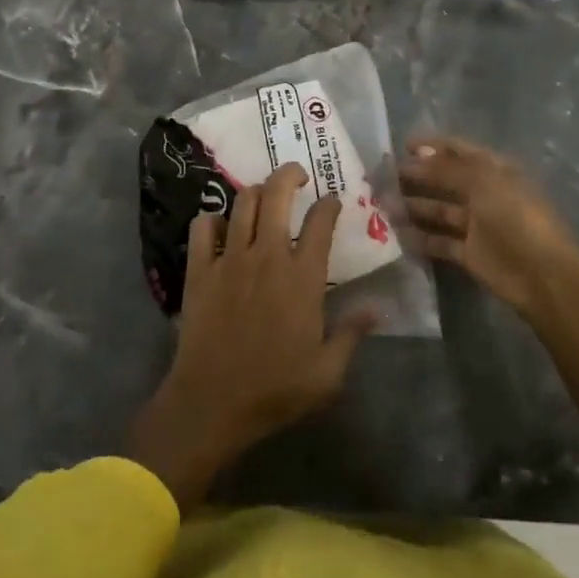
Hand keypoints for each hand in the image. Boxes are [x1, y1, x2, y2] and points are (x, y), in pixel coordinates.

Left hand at [127, 163, 375, 511]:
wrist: (213, 402)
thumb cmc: (275, 389)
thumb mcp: (328, 373)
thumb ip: (352, 334)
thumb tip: (379, 308)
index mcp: (302, 278)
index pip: (321, 223)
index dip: (329, 204)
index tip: (332, 202)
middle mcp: (267, 256)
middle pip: (277, 194)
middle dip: (290, 174)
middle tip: (298, 176)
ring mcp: (230, 259)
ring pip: (243, 203)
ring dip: (257, 191)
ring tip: (265, 195)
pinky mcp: (200, 269)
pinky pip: (202, 226)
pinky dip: (212, 219)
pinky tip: (221, 227)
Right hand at [399, 134, 578, 316]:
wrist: (542, 274)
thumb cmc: (515, 216)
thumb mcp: (482, 182)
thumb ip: (446, 168)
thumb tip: (416, 156)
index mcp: (493, 170)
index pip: (458, 150)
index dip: (431, 145)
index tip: (401, 146)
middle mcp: (483, 193)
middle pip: (444, 180)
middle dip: (415, 176)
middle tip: (382, 177)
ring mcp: (476, 224)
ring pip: (438, 210)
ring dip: (412, 206)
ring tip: (381, 204)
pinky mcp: (469, 253)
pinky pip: (439, 241)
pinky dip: (419, 238)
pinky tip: (395, 234)